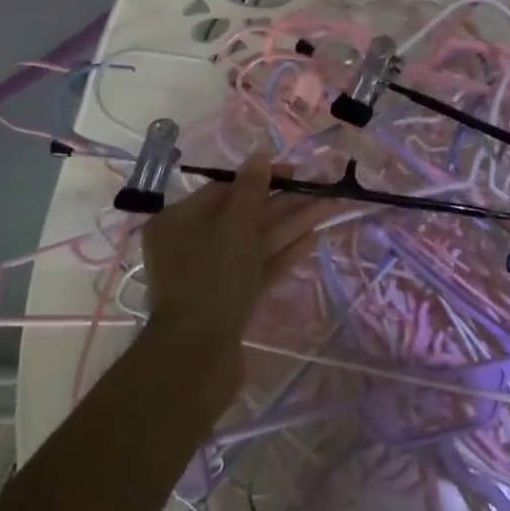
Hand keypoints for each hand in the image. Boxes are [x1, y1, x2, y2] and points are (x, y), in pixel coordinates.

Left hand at [139, 151, 337, 385]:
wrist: (197, 357)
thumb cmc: (211, 280)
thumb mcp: (232, 228)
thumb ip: (250, 190)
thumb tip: (260, 153)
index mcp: (180, 221)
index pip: (225, 189)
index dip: (263, 178)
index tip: (298, 172)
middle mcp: (193, 244)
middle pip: (245, 215)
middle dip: (286, 202)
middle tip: (324, 189)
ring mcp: (213, 274)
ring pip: (257, 241)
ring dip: (292, 225)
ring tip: (330, 208)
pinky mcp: (232, 299)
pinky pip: (260, 268)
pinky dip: (284, 254)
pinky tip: (313, 241)